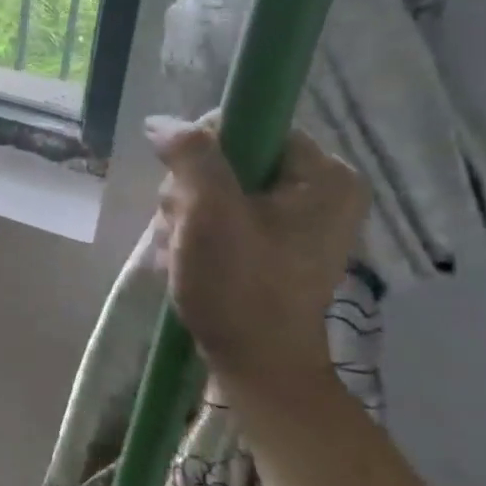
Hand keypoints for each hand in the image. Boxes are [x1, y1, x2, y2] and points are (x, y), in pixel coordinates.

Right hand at [147, 114, 367, 389]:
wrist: (256, 365)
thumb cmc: (240, 287)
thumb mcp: (210, 213)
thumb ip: (189, 155)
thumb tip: (161, 120)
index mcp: (325, 175)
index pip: (250, 125)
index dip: (206, 149)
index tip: (188, 190)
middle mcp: (321, 190)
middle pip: (231, 157)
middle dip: (193, 189)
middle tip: (186, 226)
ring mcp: (300, 219)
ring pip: (220, 185)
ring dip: (188, 212)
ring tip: (183, 247)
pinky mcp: (277, 242)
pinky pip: (225, 212)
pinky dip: (199, 230)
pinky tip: (189, 255)